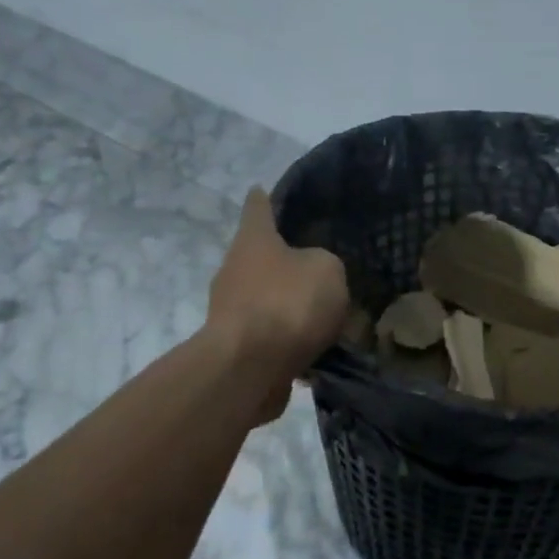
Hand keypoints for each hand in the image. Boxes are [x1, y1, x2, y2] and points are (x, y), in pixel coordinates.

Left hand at [207, 188, 348, 416]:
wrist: (249, 368)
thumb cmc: (287, 303)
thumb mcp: (327, 271)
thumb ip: (325, 265)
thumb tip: (314, 275)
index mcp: (253, 240)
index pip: (257, 208)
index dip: (263, 199)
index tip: (261, 189)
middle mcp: (234, 269)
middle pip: (259, 256)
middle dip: (283, 260)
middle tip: (316, 264)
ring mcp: (230, 310)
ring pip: (266, 298)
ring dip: (288, 304)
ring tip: (324, 313)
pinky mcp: (236, 346)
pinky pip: (270, 334)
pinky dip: (289, 338)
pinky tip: (317, 347)